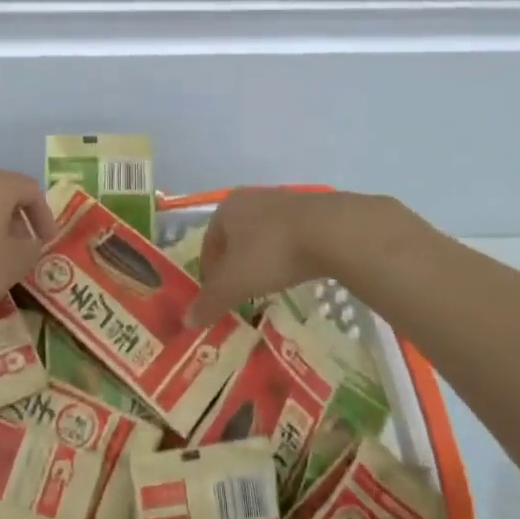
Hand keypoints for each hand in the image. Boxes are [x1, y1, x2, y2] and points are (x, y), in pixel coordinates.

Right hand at [184, 189, 339, 326]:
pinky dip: (287, 253)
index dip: (209, 271)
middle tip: (241, 290)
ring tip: (268, 283)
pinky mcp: (312, 209)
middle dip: (235, 264)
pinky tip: (295, 270)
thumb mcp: (235, 283)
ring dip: (261, 258)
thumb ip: (210, 301)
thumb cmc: (271, 252)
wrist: (332, 231)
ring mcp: (284, 201)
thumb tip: (187, 321)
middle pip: (235, 237)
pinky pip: (290, 235)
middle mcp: (251, 197)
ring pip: (263, 235)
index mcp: (226, 208)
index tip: (217, 295)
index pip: (208, 242)